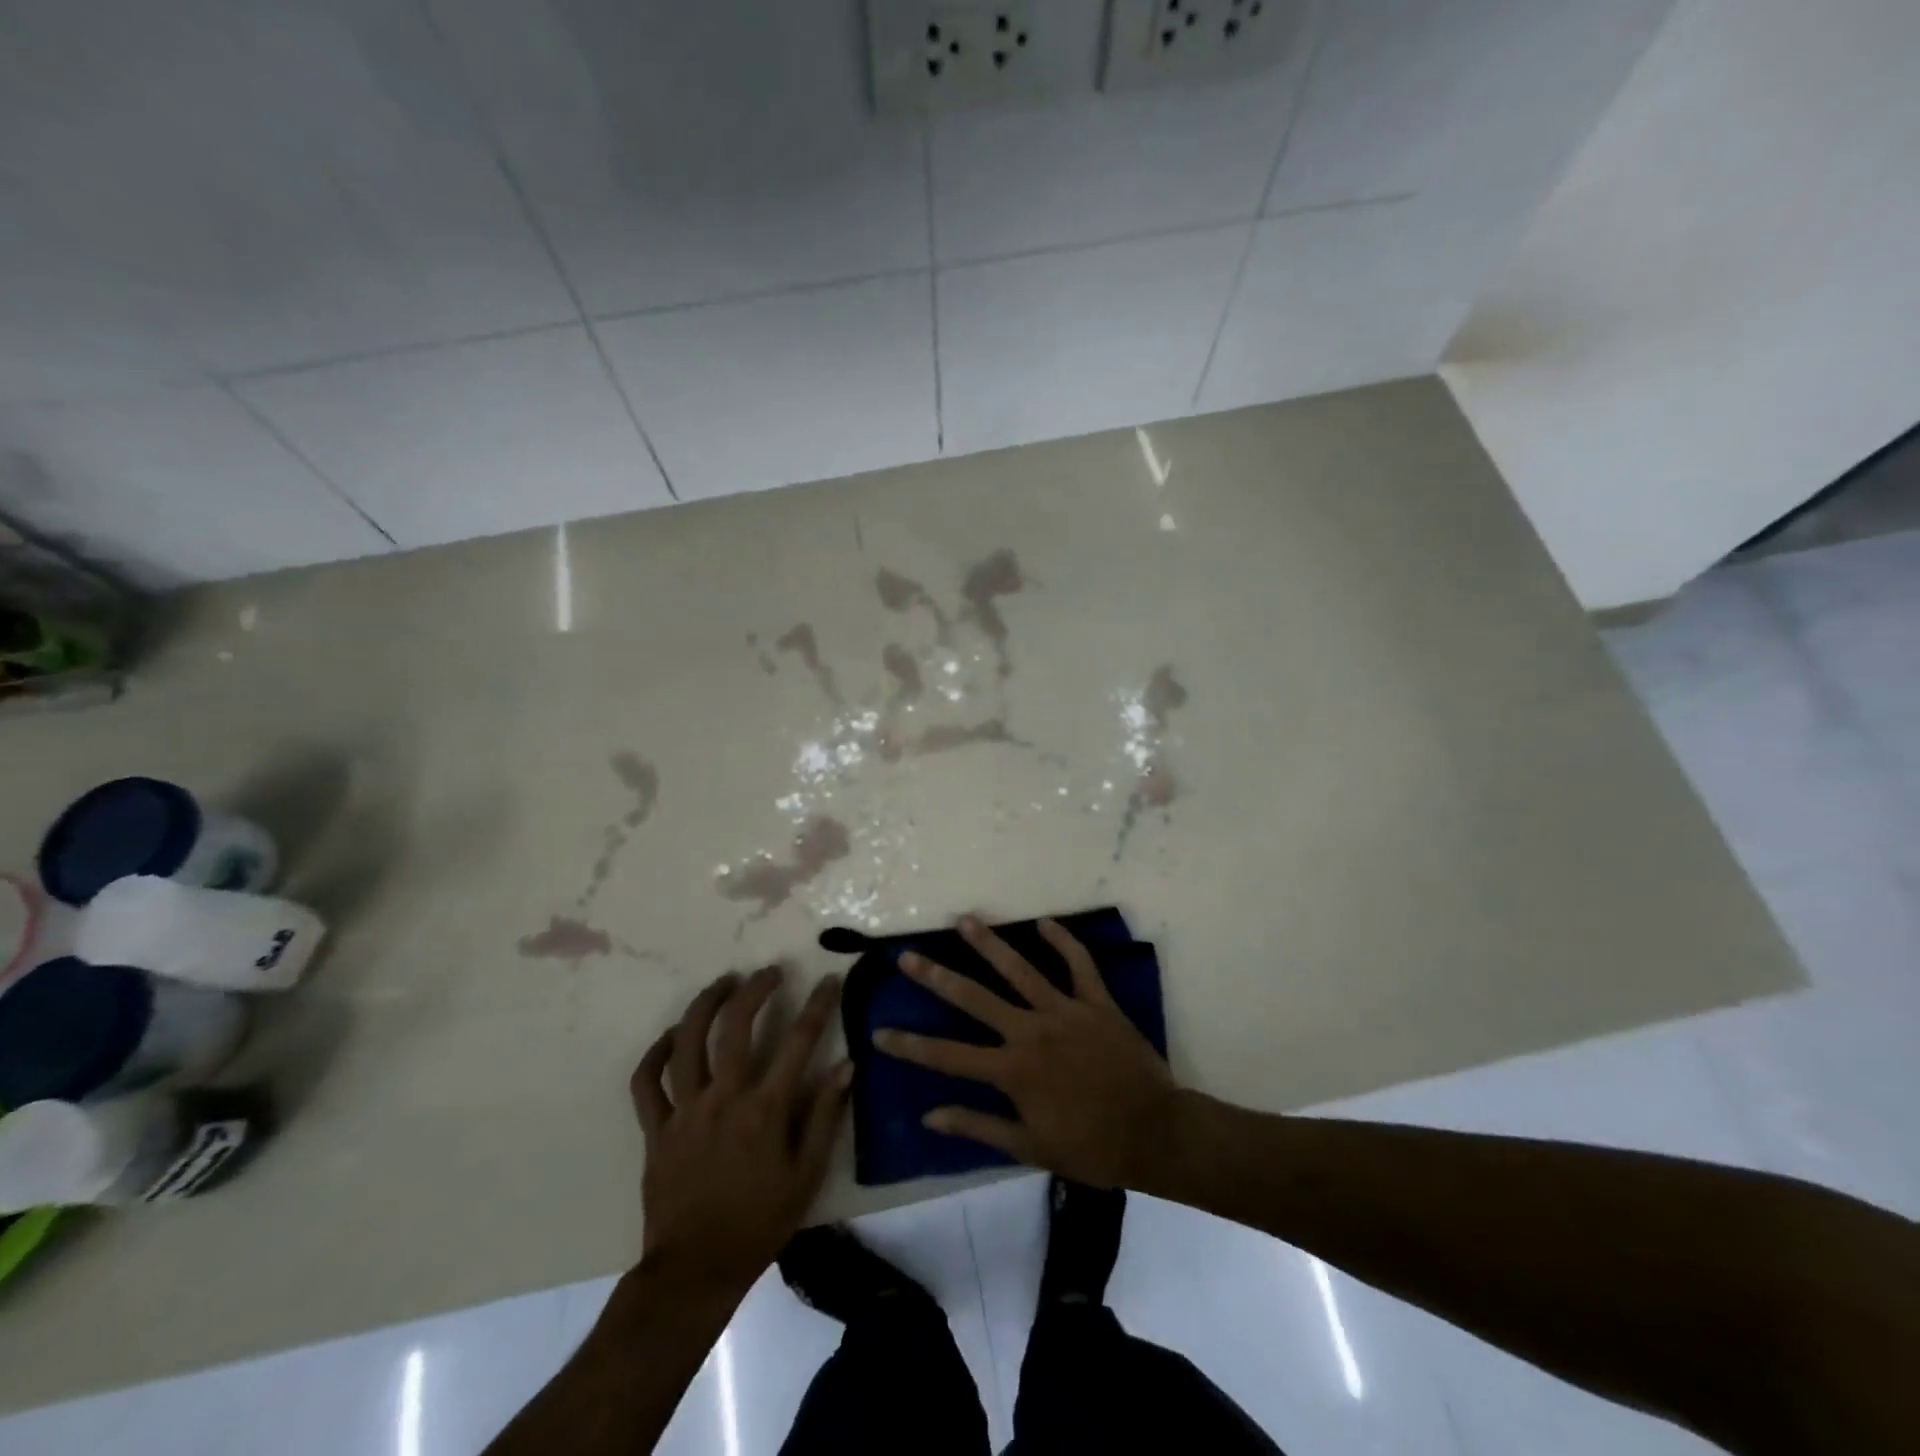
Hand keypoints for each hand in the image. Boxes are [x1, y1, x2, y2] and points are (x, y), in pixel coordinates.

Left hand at [631, 967, 849, 1292]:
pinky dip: (656, 1052)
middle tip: (770, 972)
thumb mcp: (807, 1175)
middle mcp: (722, 1098)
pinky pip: (647, 1081)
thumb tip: (847, 1066)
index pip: (798, 1041)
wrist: (695, 1271)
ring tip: (724, 983)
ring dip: (705, 1004)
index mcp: (764, 1110)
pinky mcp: (655, 1129)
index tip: (830, 980)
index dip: (818, 1005)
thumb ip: (826, 1116)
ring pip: (687, 1041)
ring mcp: (684, 1111)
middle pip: (735, 1026)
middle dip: (756, 990)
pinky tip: (672, 1035)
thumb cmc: (760, 1223)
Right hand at [875, 917, 1176, 1186]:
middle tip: (908, 956)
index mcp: (1012, 1070)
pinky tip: (1045, 922)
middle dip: (937, 977)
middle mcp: (1031, 1032)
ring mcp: (1065, 1011)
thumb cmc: (1091, 1147)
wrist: (1154, 1132)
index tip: (880, 1032)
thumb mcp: (1030, 1147)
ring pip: (1021, 969)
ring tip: (965, 920)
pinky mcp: (1096, 1002)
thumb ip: (979, 1127)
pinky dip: (1064, 941)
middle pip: (975, 999)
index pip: (948, 1056)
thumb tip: (931, 1116)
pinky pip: (1079, 965)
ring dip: (990, 944)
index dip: (911, 1045)